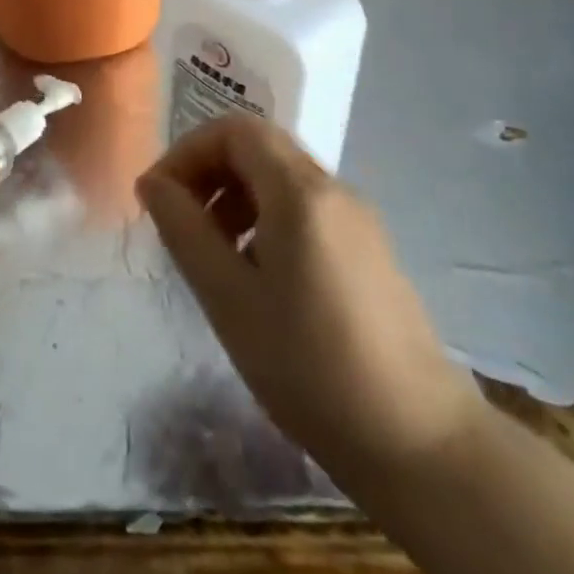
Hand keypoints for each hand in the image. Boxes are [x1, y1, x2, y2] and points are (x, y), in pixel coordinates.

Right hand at [138, 116, 481, 485]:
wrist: (421, 444)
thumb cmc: (310, 367)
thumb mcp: (229, 299)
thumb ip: (184, 230)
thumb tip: (153, 183)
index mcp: (301, 191)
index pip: (235, 129)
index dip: (188, 151)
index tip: (159, 198)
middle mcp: (334, 189)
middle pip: (258, 148)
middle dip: (209, 173)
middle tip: (180, 225)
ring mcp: (358, 219)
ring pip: (281, 178)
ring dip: (235, 197)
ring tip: (213, 255)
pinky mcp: (369, 250)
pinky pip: (305, 209)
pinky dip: (266, 220)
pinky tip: (257, 277)